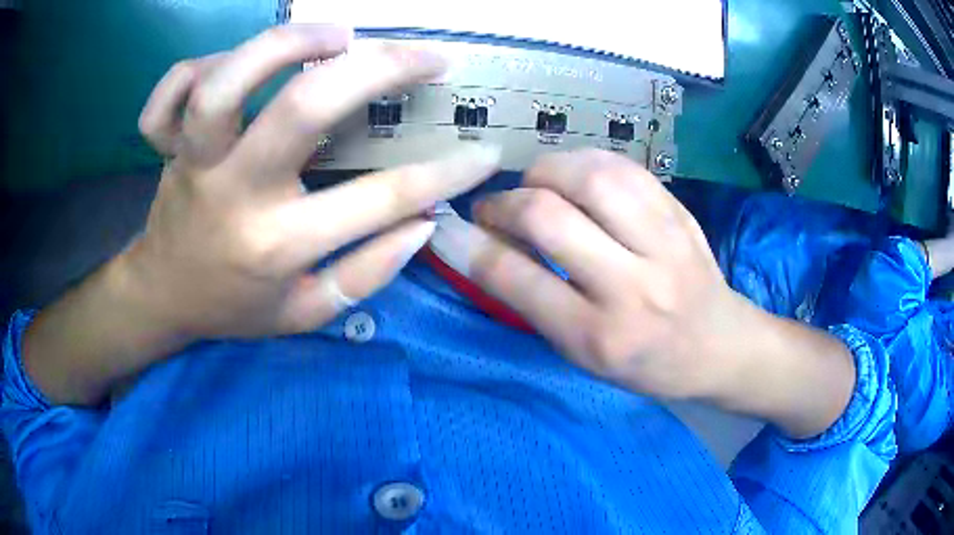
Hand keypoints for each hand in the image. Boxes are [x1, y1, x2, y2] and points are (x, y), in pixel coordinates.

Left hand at [23, 25, 501, 405]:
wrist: (164, 297)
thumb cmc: (235, 308)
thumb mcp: (305, 314)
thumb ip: (366, 274)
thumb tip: (423, 223)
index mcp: (277, 246)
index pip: (378, 201)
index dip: (444, 174)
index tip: (483, 152)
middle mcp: (234, 195)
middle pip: (302, 110)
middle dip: (378, 70)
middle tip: (425, 58)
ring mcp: (194, 164)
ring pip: (225, 87)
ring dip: (285, 45)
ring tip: (335, 36)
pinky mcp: (165, 147)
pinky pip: (168, 96)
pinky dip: (197, 66)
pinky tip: (236, 65)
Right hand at [469, 150, 743, 398]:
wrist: (719, 345)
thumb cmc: (646, 363)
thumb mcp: (583, 355)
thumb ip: (534, 302)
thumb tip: (483, 247)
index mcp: (599, 337)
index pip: (517, 279)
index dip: (472, 246)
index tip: (454, 230)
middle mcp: (632, 286)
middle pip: (548, 216)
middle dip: (504, 204)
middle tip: (495, 209)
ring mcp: (663, 242)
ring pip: (589, 176)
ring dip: (545, 173)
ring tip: (535, 187)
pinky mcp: (679, 212)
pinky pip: (624, 167)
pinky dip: (585, 162)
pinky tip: (576, 176)